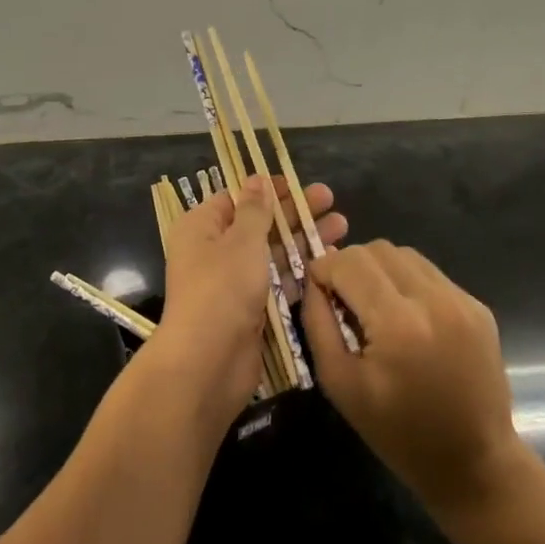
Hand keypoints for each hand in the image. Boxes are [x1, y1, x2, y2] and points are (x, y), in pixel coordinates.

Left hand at [152, 177, 347, 422]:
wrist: (208, 364)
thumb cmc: (221, 289)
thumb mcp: (241, 241)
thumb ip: (255, 210)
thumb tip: (257, 179)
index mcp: (201, 228)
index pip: (235, 199)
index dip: (266, 190)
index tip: (297, 184)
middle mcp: (214, 251)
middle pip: (258, 224)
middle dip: (294, 213)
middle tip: (331, 199)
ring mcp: (232, 283)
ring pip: (272, 254)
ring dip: (303, 240)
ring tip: (343, 226)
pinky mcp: (250, 311)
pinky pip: (276, 283)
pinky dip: (300, 272)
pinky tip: (331, 262)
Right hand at [302, 241, 536, 517]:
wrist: (474, 464)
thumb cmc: (399, 433)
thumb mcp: (341, 385)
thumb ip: (318, 324)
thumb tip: (313, 280)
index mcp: (397, 323)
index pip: (348, 262)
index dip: (324, 270)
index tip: (319, 292)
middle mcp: (433, 300)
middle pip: (376, 249)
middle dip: (350, 266)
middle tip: (344, 300)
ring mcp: (461, 300)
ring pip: (404, 254)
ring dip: (380, 270)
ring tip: (376, 307)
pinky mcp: (478, 306)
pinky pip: (430, 273)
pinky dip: (408, 283)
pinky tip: (408, 319)